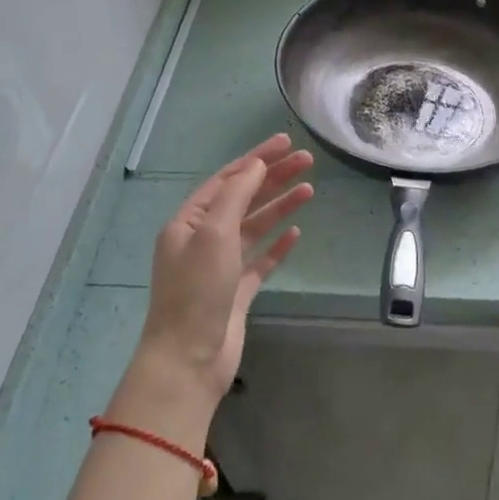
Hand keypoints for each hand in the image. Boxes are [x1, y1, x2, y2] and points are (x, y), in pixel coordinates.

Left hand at [130, 135, 312, 424]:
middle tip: (307, 161)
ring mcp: (221, 266)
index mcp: (188, 222)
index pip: (226, 180)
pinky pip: (260, 260)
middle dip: (273, 178)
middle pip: (243, 199)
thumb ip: (235, 196)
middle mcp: (203, 240)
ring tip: (310, 190)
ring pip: (254, 227)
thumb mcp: (213, 234)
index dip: (256, 159)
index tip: (286, 141)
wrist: (190, 358)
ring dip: (279, 207)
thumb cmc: (197, 291)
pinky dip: (278, 245)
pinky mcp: (237, 291)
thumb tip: (255, 166)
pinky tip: (296, 233)